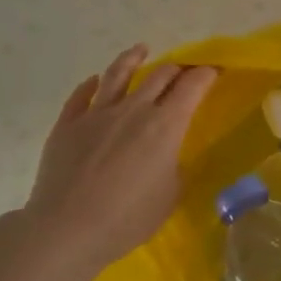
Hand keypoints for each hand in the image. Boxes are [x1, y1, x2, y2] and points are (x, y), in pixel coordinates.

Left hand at [22, 45, 218, 275]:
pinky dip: (90, 85)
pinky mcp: (67, 125)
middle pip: (160, 75)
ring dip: (133, 59)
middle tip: (183, 71)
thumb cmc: (127, 218)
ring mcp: (97, 114)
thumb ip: (174, 168)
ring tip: (140, 50)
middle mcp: (134, 109)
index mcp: (165, 124)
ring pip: (118, 74)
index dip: (206, 74)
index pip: (193, 86)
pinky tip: (94, 82)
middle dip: (176, 69)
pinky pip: (81, 96)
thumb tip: (169, 156)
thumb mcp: (170, 196)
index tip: (214, 71)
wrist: (66, 230)